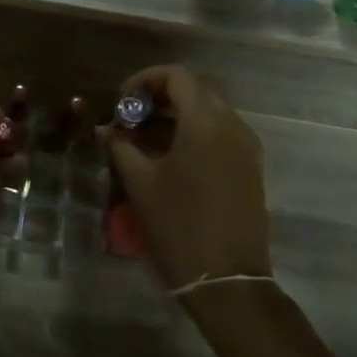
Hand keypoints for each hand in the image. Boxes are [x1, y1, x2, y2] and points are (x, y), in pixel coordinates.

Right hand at [104, 66, 270, 291]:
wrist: (227, 280)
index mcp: (205, 122)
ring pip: (210, 113)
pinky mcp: (251, 169)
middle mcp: (232, 126)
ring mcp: (246, 148)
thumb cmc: (178, 226)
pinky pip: (221, 135)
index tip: (122, 100)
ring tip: (144, 139)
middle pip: (196, 91)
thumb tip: (105, 129)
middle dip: (160, 97)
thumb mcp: (140, 183)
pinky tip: (170, 158)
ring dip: (177, 116)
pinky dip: (195, 134)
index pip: (177, 76)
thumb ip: (121, 146)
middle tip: (131, 117)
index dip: (145, 79)